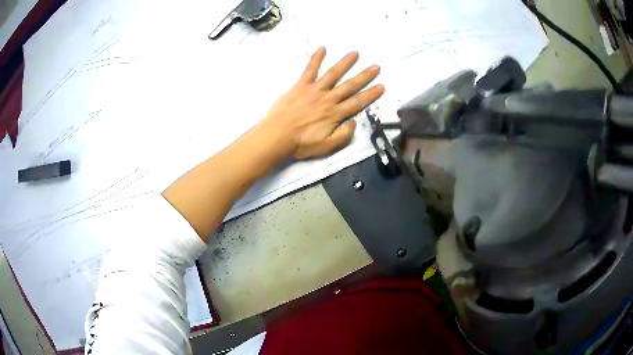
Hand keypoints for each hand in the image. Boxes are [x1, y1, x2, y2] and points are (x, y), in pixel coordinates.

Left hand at [260, 47, 384, 158]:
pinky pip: (310, 70)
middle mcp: (328, 99)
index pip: (358, 103)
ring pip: (333, 74)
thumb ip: (343, 135)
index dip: (371, 95)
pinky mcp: (301, 85)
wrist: (277, 135)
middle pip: (350, 86)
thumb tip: (354, 122)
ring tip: (355, 53)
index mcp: (336, 114)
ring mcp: (315, 90)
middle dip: (364, 76)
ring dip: (345, 63)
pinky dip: (316, 59)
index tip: (381, 86)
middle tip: (376, 67)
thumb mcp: (327, 146)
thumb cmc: (301, 143)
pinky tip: (322, 48)